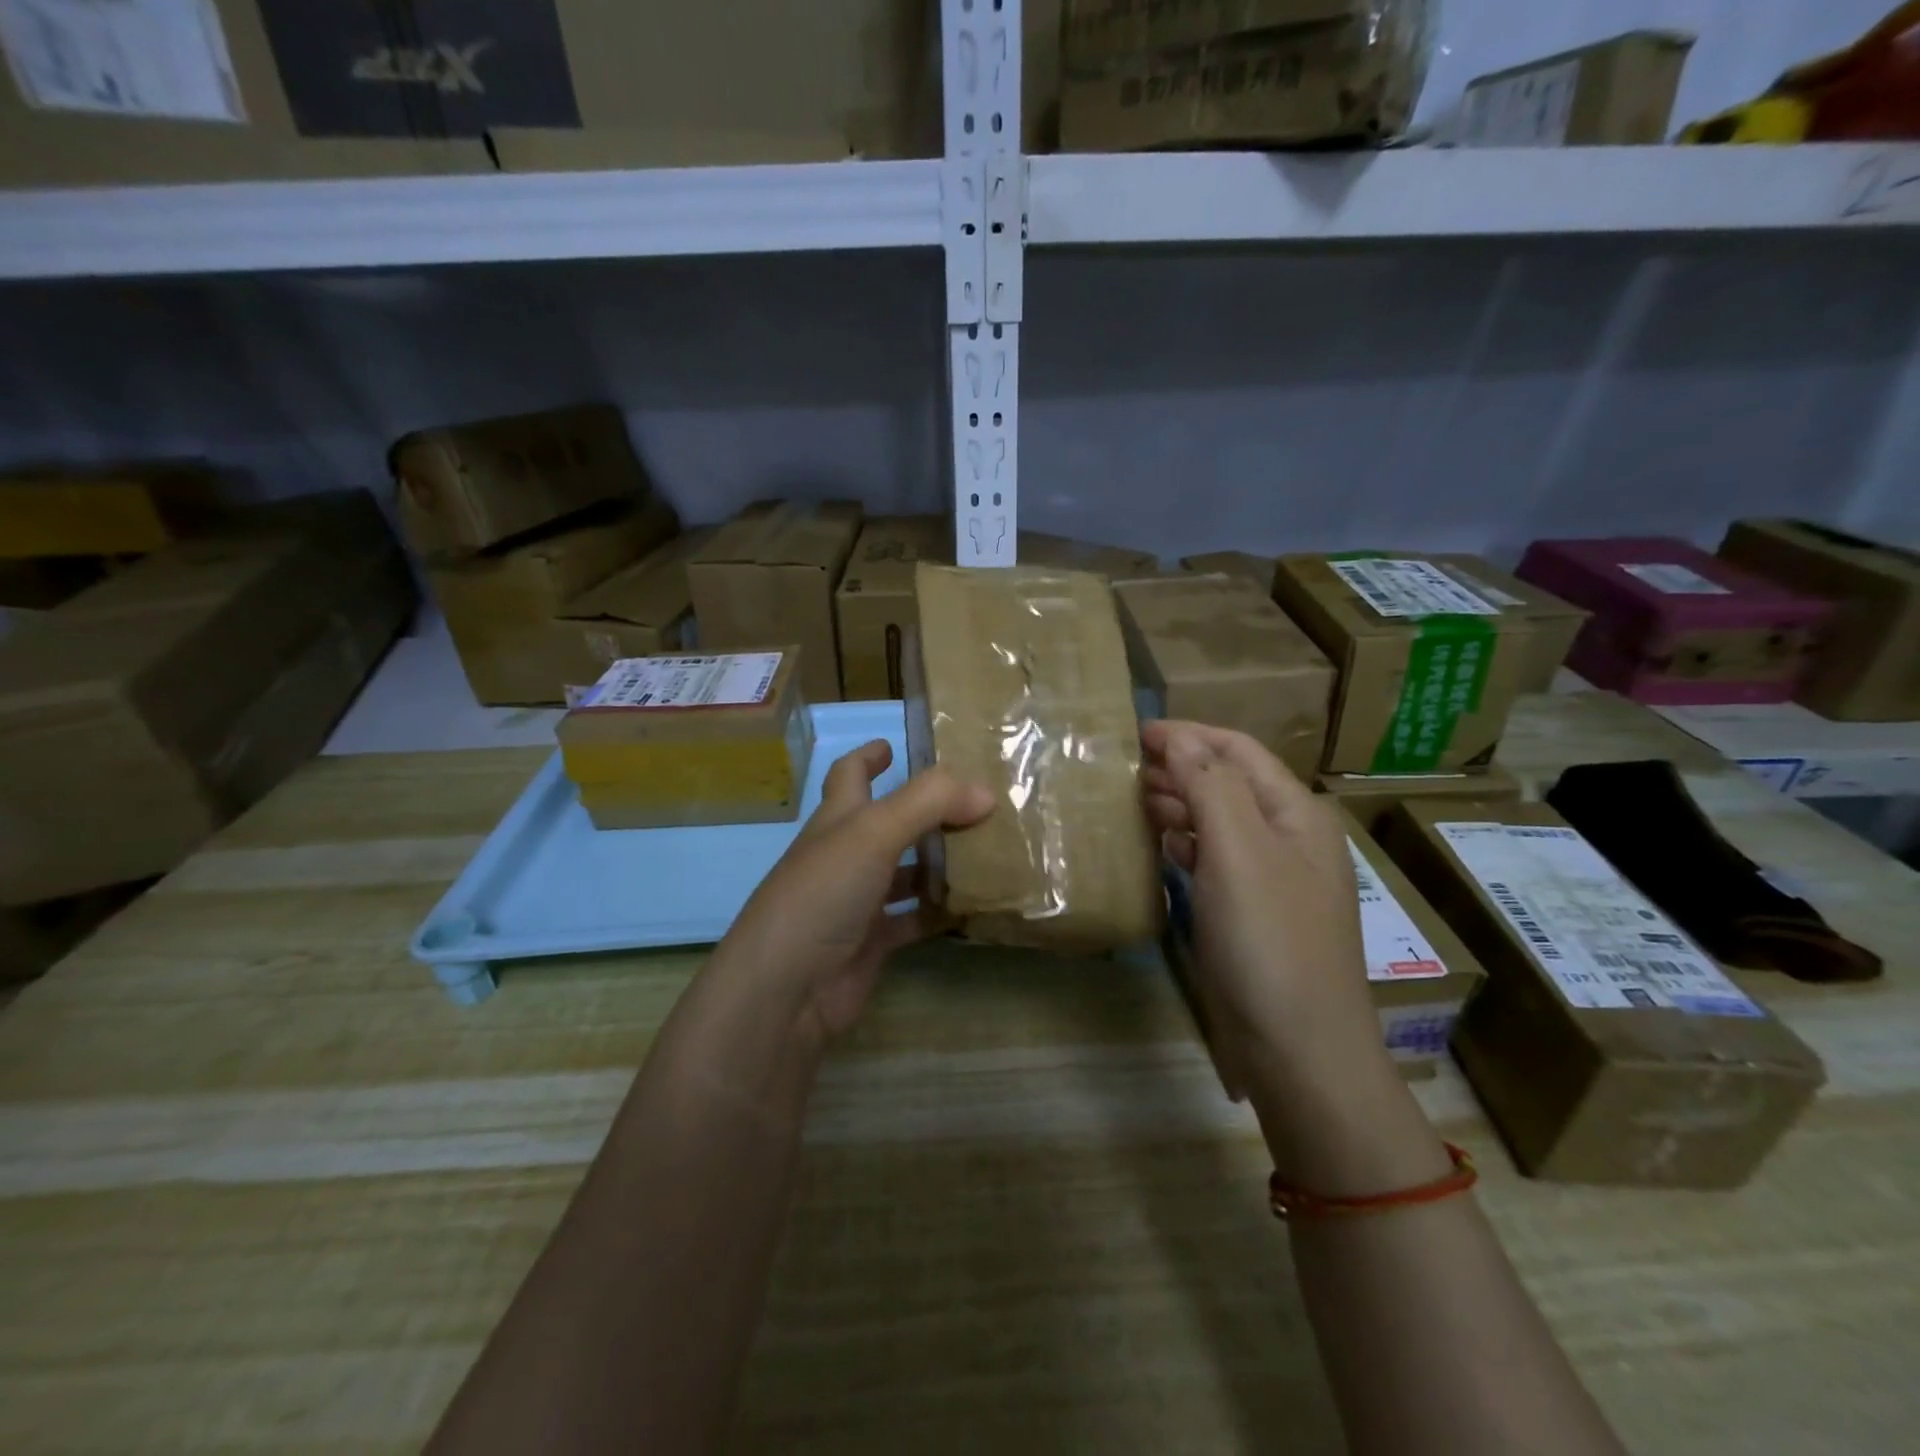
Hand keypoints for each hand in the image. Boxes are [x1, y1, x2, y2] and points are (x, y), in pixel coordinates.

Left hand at [716, 740, 992, 1048]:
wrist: (786, 989)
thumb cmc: (822, 894)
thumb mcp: (874, 833)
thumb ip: (929, 803)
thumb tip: (985, 792)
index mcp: (838, 820)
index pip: (849, 775)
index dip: (869, 756)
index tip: (892, 744)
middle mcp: (846, 855)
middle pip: (890, 823)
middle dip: (927, 811)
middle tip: (977, 802)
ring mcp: (858, 901)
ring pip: (906, 871)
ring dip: (940, 861)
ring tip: (990, 850)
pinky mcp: (873, 942)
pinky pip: (915, 918)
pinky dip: (941, 911)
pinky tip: (976, 905)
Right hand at [1141, 721, 1385, 1098]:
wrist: (1299, 1051)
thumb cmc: (1269, 940)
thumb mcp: (1238, 851)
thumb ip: (1208, 786)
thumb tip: (1177, 737)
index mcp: (1295, 812)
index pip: (1237, 751)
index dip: (1187, 735)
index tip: (1132, 732)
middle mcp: (1287, 837)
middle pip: (1228, 782)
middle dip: (1178, 767)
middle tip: (1122, 769)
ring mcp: (1270, 878)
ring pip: (1218, 821)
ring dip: (1178, 804)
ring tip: (1131, 801)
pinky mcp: (1250, 912)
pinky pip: (1214, 860)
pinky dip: (1185, 845)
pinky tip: (1160, 847)